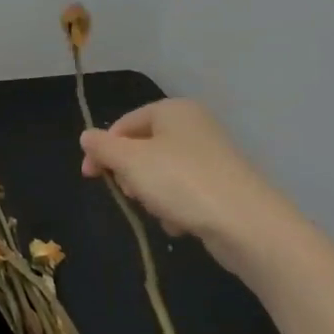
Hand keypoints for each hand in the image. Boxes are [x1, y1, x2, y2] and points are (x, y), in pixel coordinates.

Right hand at [79, 99, 294, 254]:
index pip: (124, 124)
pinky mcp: (222, 185)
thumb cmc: (181, 182)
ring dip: (152, 195)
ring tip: (161, 211)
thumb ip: (103, 147)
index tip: (90, 177)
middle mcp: (194, 126)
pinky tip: (181, 223)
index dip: (102, 149)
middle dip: (131, 175)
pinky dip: (176, 207)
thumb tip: (86, 136)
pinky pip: (185, 193)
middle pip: (143, 148)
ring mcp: (211, 156)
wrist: (247, 223)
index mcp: (172, 110)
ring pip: (162, 174)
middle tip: (132, 194)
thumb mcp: (131, 161)